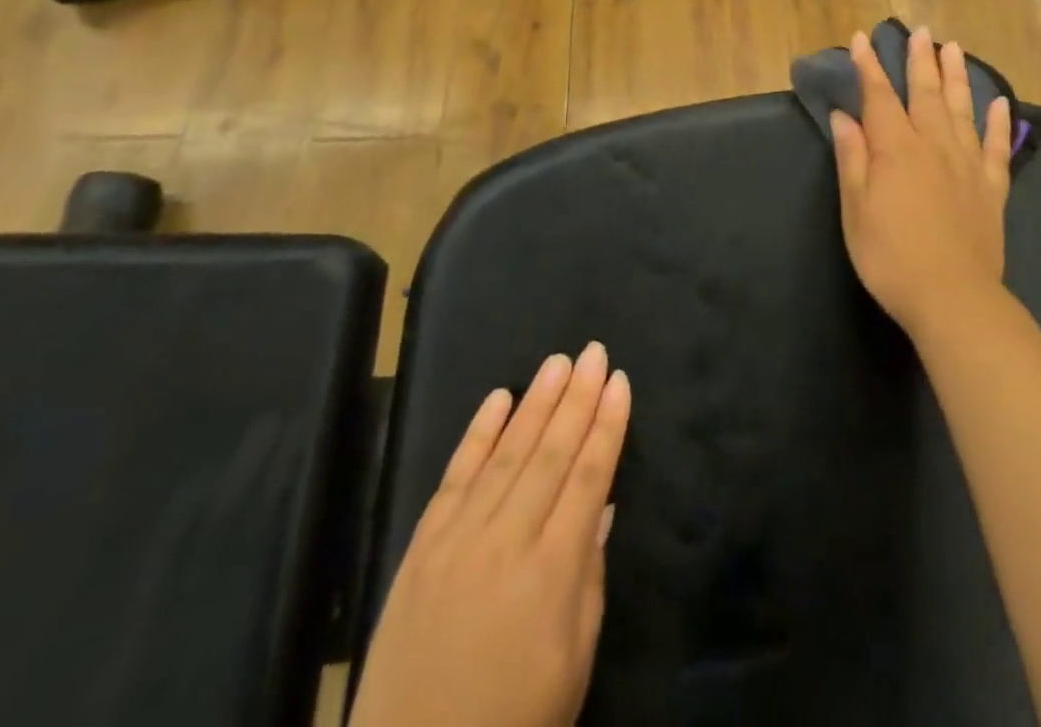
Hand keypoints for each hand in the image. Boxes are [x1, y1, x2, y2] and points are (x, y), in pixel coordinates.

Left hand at [349, 344, 631, 726]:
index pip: (589, 476)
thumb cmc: (513, 723)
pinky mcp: (422, 546)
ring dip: (536, 402)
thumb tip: (601, 504)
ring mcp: (459, 538)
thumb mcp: (572, 663)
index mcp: (552, 572)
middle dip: (577, 397)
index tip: (619, 382)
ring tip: (558, 362)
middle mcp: (507, 540)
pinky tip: (498, 398)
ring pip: (506, 452)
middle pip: (551, 452)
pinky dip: (478, 433)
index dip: (607, 425)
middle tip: (594, 351)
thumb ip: (589, 576)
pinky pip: (455, 475)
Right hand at [829, 27, 1012, 337]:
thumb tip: (845, 117)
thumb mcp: (855, 210)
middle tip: (921, 31)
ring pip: (962, 109)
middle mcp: (933, 146)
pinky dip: (999, 122)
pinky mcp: (991, 187)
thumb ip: (852, 159)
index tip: (862, 39)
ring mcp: (967, 164)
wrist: (952, 297)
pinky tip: (1000, 103)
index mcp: (896, 150)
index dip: (870, 67)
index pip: (880, 97)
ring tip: (954, 48)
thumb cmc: (890, 256)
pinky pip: (996, 146)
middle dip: (920, 60)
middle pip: (925, 94)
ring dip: (957, 77)